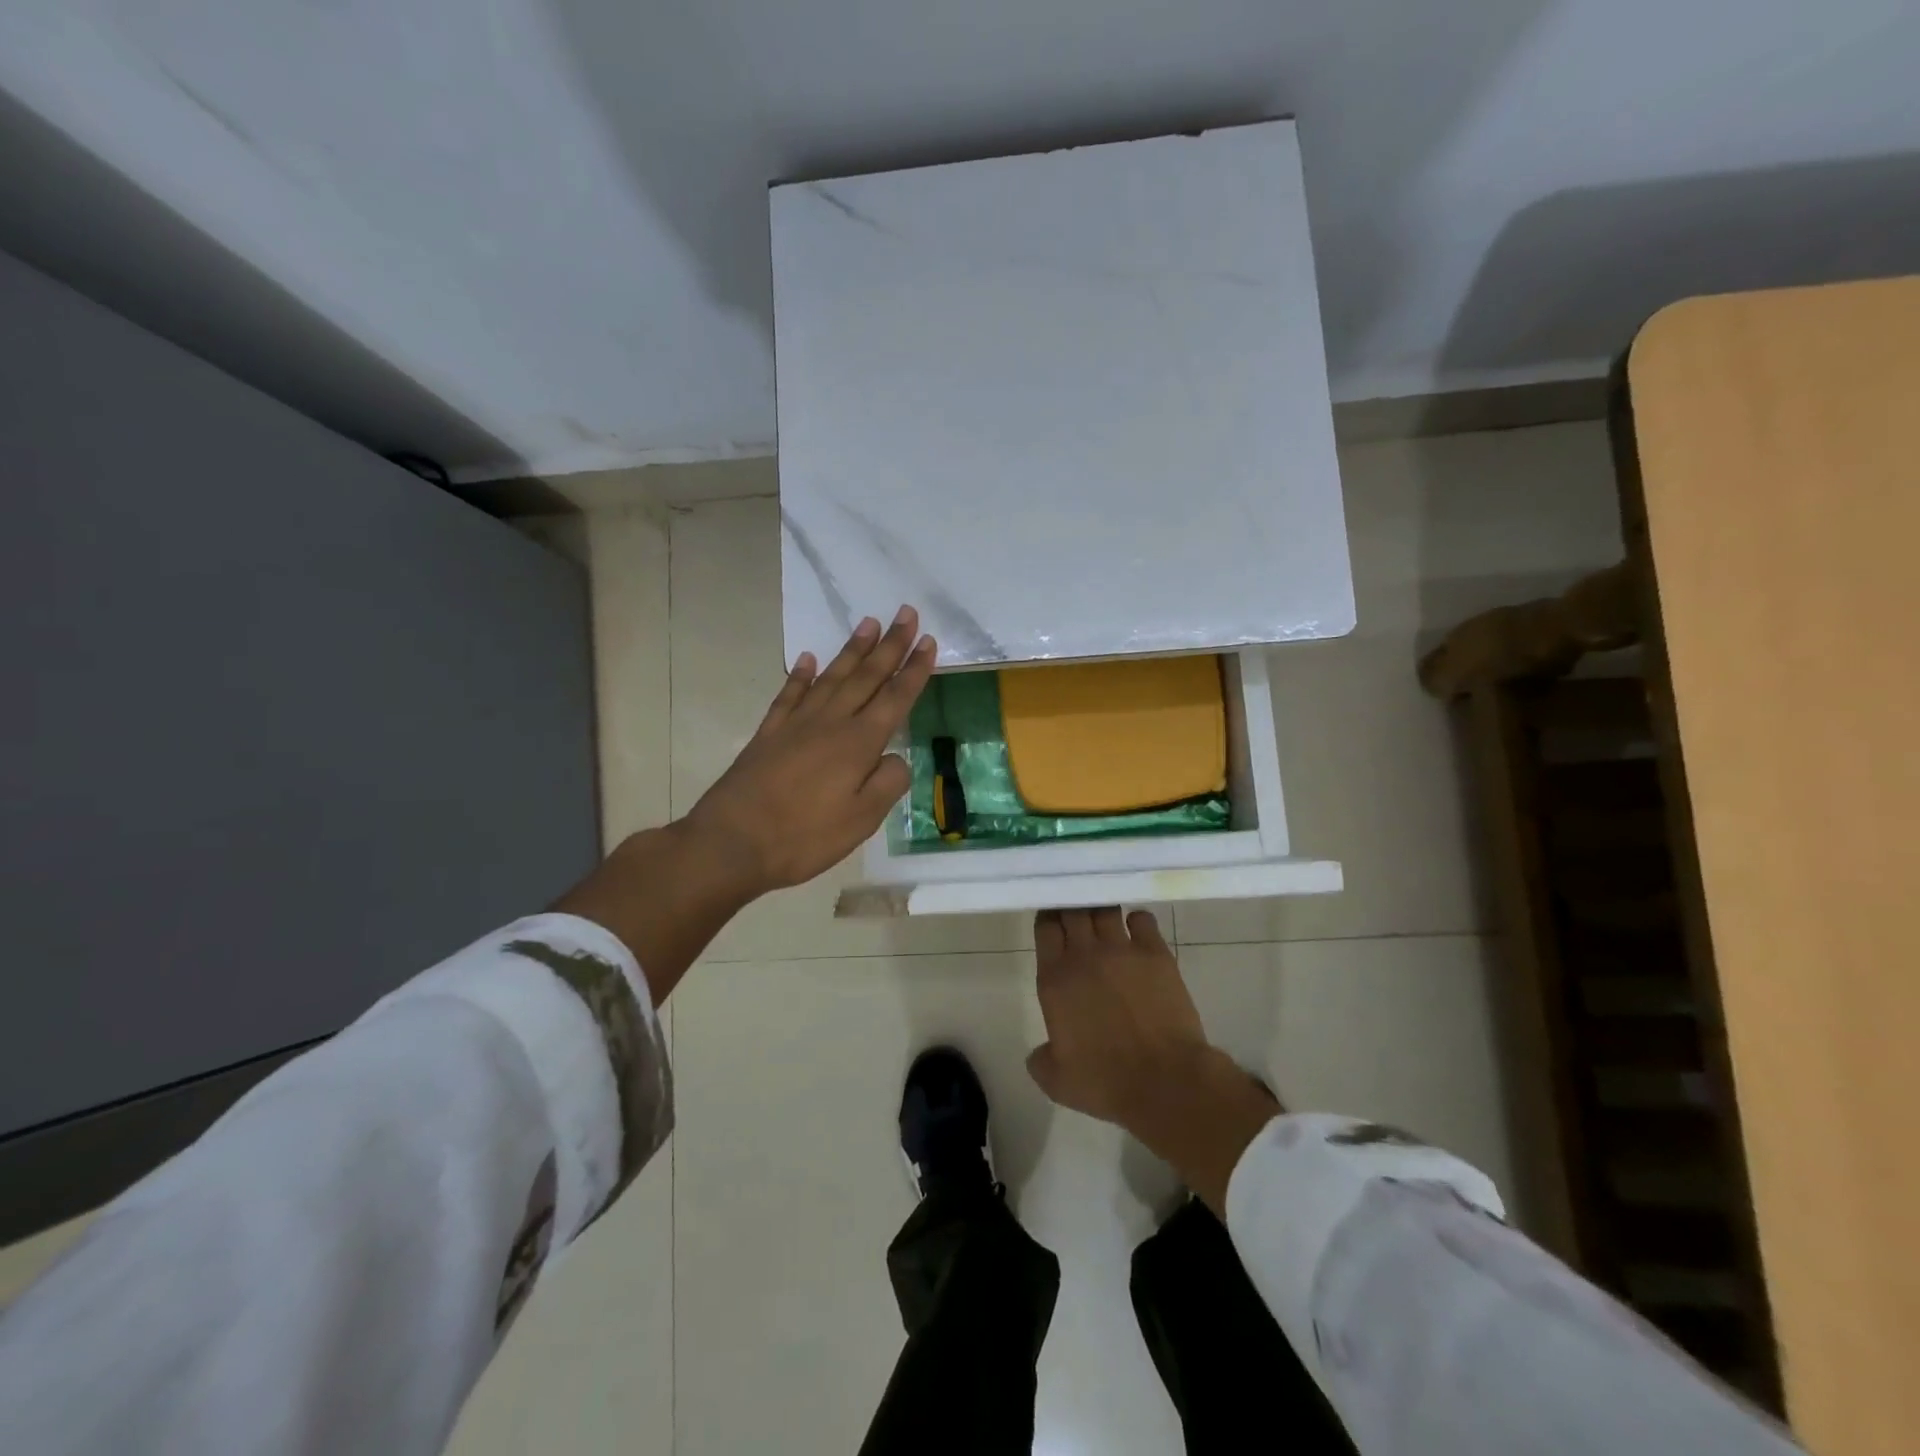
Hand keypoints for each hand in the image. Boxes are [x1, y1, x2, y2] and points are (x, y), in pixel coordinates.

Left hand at [685, 606, 935, 896]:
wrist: (733, 842)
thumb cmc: (804, 837)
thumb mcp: (862, 821)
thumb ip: (887, 783)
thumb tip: (896, 756)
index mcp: (858, 744)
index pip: (895, 698)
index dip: (914, 670)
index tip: (927, 640)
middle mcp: (830, 723)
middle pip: (866, 676)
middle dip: (890, 645)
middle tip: (906, 613)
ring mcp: (796, 724)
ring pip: (831, 677)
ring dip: (852, 650)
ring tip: (869, 623)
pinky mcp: (769, 733)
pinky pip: (789, 694)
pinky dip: (800, 674)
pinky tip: (808, 659)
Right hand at [1027, 907, 1208, 1123]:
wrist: (1164, 1081)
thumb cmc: (1105, 1082)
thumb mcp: (1056, 1081)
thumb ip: (1040, 1060)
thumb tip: (1040, 1052)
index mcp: (1055, 979)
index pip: (1045, 928)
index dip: (1047, 919)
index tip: (1051, 921)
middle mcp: (1084, 955)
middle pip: (1073, 910)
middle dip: (1072, 907)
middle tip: (1076, 915)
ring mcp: (1122, 950)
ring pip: (1105, 909)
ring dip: (1101, 910)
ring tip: (1104, 917)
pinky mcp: (1156, 953)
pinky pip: (1142, 919)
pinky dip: (1137, 920)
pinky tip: (1137, 930)